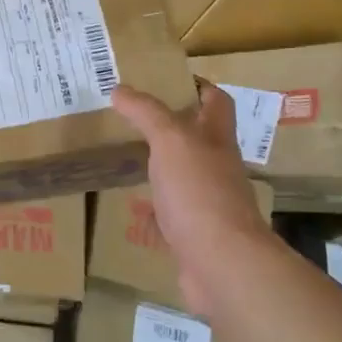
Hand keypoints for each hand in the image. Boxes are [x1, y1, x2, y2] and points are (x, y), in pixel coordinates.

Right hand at [112, 83, 273, 312]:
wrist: (221, 263)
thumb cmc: (199, 192)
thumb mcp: (170, 140)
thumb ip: (146, 113)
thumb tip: (120, 89)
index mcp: (216, 139)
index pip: (216, 101)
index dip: (197, 85)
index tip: (165, 78)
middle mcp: (216, 167)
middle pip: (198, 138)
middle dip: (171, 126)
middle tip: (132, 116)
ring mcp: (207, 203)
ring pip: (182, 176)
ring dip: (160, 167)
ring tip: (126, 155)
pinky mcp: (193, 234)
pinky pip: (169, 215)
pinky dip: (151, 210)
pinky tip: (129, 206)